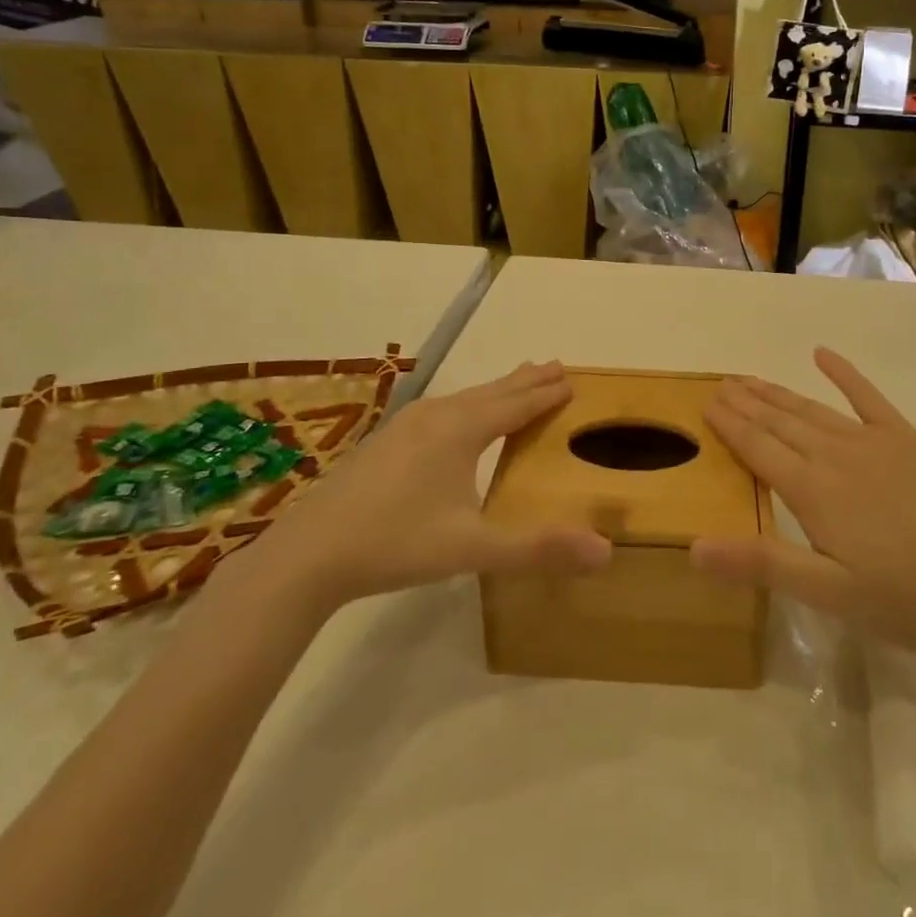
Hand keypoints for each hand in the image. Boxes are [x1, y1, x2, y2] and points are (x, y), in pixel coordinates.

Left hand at [258, 362, 611, 614]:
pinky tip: (456, 416)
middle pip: (491, 392)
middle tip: (554, 364)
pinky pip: (442, 408)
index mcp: (461, 432)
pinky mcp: (386, 441)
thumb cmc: (397, 543)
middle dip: (525, 380)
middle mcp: (437, 417)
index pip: (515, 405)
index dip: (545, 394)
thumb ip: (537, 548)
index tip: (571, 378)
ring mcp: (406, 426)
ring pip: (464, 398)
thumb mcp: (473, 548)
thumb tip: (606, 551)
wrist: (309, 552)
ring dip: (496, 389)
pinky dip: (468, 403)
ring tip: (516, 380)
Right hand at [693, 348, 915, 654]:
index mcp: (811, 490)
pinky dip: (843, 372)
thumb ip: (763, 564)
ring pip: (811, 408)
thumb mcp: (829, 594)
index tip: (706, 403)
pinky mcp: (905, 438)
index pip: (757, 448)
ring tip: (750, 379)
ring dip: (777, 392)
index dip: (729, 425)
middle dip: (746, 402)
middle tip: (721, 384)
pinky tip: (822, 354)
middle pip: (779, 421)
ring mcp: (872, 440)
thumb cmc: (906, 597)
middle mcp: (834, 453)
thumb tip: (694, 546)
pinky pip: (866, 396)